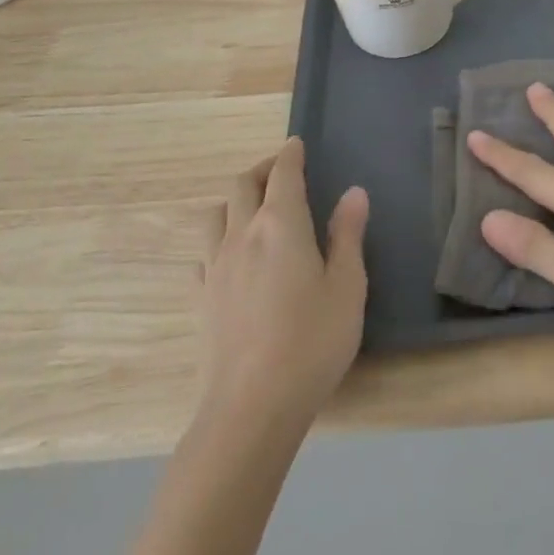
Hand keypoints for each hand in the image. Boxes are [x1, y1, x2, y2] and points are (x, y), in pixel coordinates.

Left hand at [199, 138, 368, 428]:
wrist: (249, 409)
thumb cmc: (311, 343)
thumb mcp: (347, 287)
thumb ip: (348, 235)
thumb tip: (353, 192)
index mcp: (281, 223)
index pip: (283, 172)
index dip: (290, 154)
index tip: (296, 145)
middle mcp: (242, 234)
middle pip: (242, 184)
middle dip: (262, 169)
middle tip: (280, 172)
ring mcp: (215, 266)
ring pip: (216, 213)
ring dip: (235, 200)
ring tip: (253, 209)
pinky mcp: (200, 299)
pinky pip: (203, 252)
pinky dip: (219, 239)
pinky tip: (231, 257)